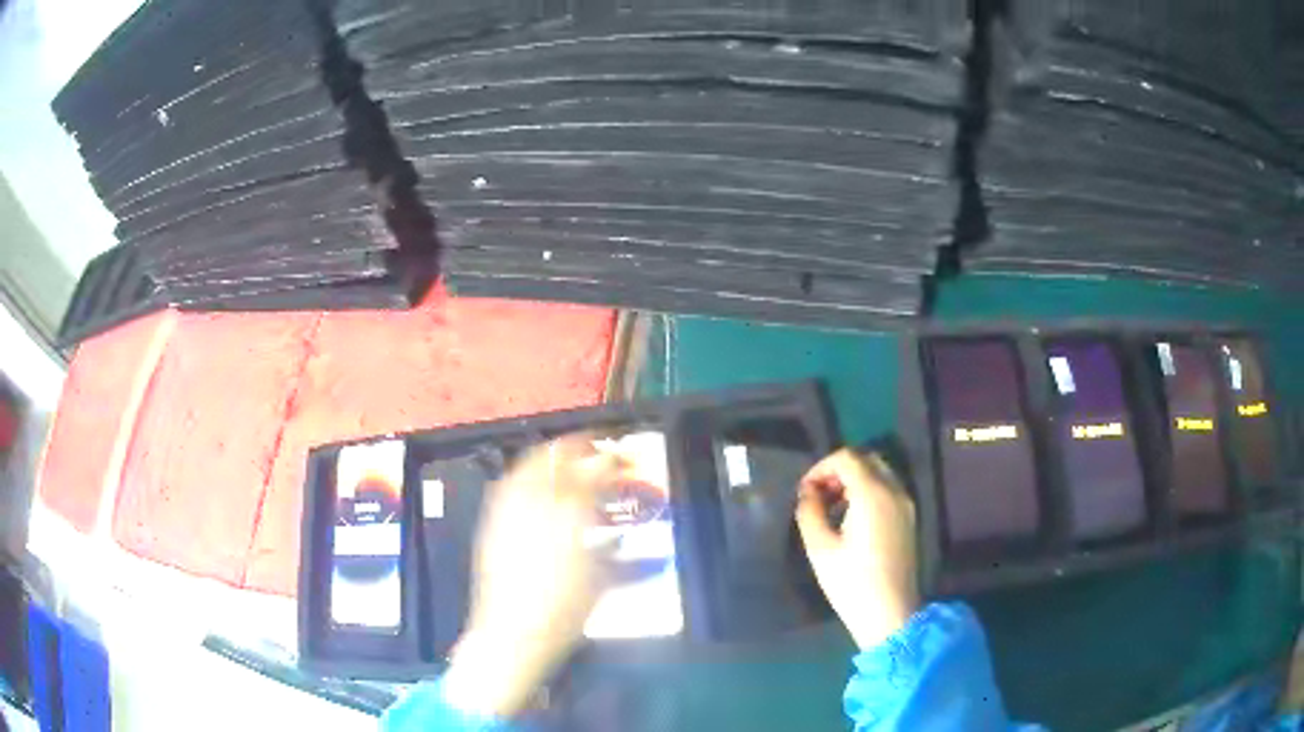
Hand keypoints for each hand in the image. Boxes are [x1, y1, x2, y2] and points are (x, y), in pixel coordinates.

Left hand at [442, 436, 626, 717]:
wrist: (514, 632)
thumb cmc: (566, 611)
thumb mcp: (601, 580)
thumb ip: (611, 546)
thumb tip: (617, 528)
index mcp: (570, 520)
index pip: (592, 475)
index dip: (607, 461)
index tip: (618, 458)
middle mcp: (537, 508)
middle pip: (554, 462)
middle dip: (574, 449)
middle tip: (589, 449)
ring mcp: (509, 515)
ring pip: (526, 470)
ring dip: (546, 457)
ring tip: (560, 459)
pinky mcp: (491, 526)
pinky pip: (507, 488)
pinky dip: (522, 478)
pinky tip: (530, 486)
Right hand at [795, 449, 919, 650]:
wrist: (890, 614)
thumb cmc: (852, 582)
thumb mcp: (820, 548)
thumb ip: (809, 512)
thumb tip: (808, 493)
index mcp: (873, 493)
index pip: (847, 457)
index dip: (821, 467)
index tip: (805, 491)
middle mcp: (894, 491)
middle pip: (866, 459)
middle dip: (839, 470)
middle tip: (818, 496)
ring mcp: (905, 505)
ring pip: (879, 473)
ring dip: (854, 481)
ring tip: (831, 509)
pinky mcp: (908, 519)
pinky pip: (888, 490)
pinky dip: (868, 492)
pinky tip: (851, 519)